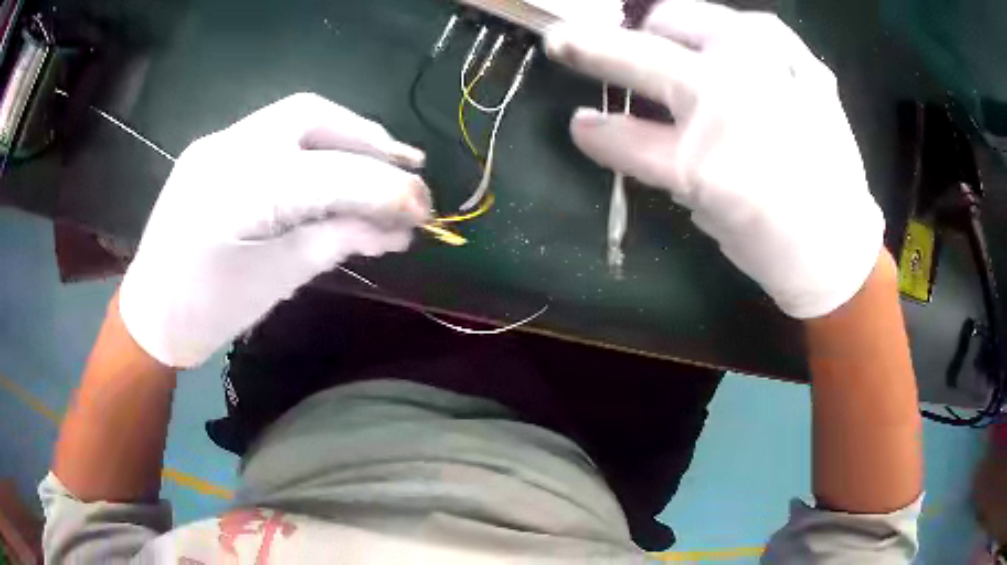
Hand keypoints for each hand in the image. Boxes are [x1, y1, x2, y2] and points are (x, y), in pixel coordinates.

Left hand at [120, 93, 431, 367]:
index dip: (385, 189)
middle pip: (314, 116)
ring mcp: (218, 141)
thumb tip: (397, 229)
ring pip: (296, 114)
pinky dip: (315, 141)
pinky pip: (275, 130)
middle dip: (369, 138)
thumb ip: (338, 241)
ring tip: (385, 158)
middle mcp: (227, 149)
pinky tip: (334, 161)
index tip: (425, 209)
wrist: (151, 311)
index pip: (330, 176)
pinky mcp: (214, 146)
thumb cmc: (210, 311)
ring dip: (347, 132)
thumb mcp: (279, 280)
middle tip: (410, 164)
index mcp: (238, 195)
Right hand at [546, 0, 884, 318]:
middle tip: (566, 43)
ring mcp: (767, 66)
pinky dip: (727, 32)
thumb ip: (656, 160)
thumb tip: (612, 127)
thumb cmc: (772, 242)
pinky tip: (728, 51)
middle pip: (639, 53)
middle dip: (592, 48)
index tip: (578, 123)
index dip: (595, 131)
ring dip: (661, 29)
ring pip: (684, 16)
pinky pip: (750, 24)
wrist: (840, 245)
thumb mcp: (704, 212)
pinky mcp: (800, 58)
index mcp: (704, 159)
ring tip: (659, 42)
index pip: (623, 135)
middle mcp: (729, 96)